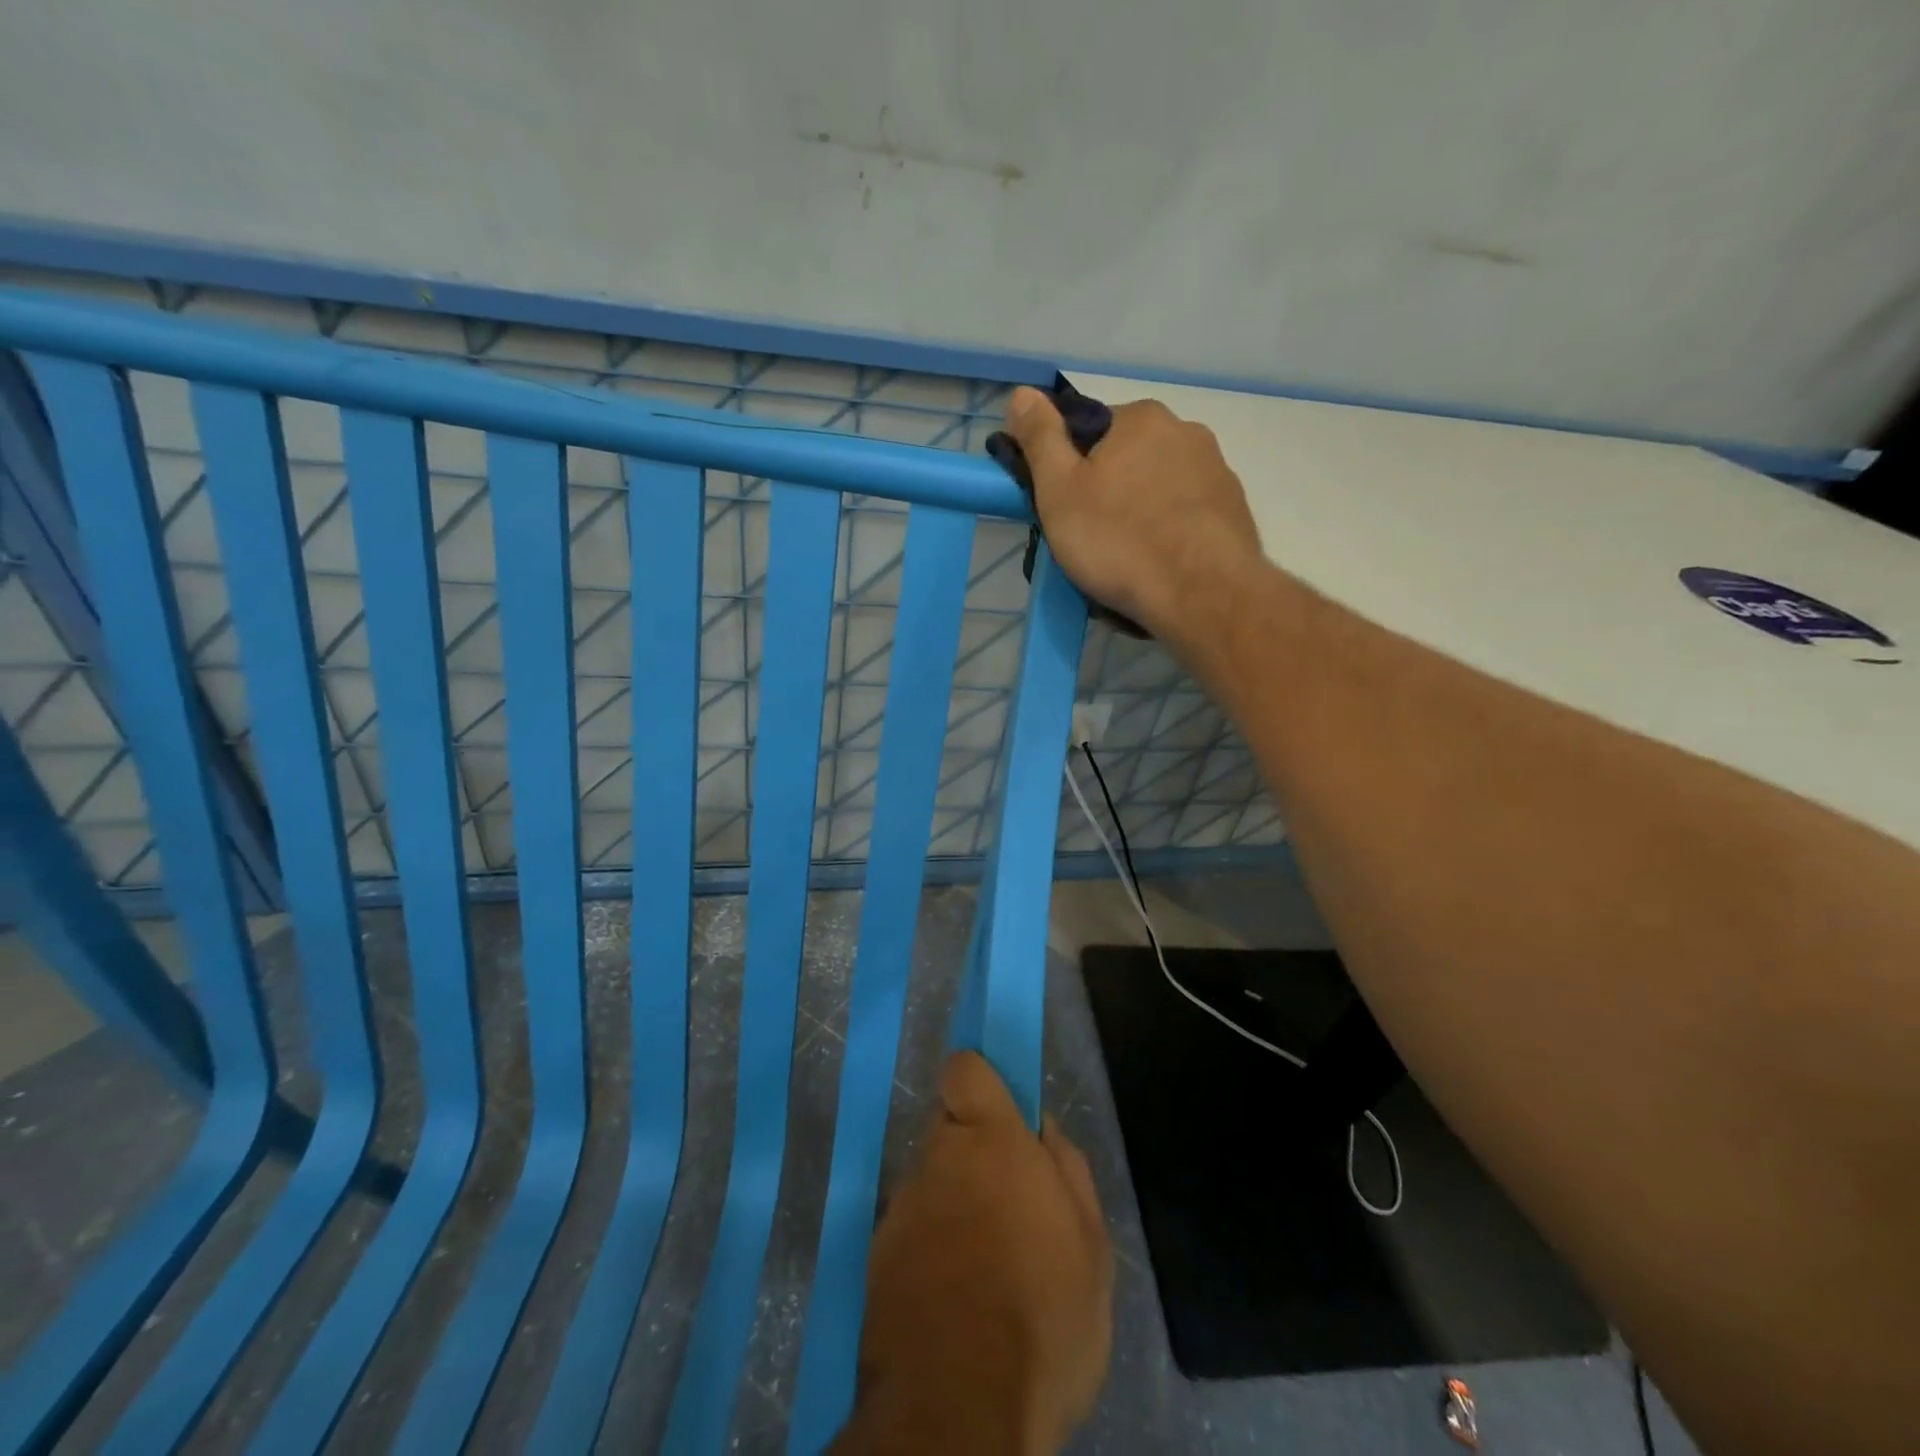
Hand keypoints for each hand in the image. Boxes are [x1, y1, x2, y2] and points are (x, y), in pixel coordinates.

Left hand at [834, 1052, 1112, 1454]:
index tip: (1002, 1113)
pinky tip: (954, 1298)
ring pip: (930, 1182)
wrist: (958, 1412)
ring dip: (952, 1204)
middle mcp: (936, 1159)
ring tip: (985, 1266)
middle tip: (1008, 1206)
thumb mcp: (1091, 1247)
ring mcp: (900, 1209)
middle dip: (973, 1152)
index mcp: (990, 1141)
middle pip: (948, 1129)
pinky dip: (929, 1248)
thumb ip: (1068, 1168)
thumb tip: (1043, 1128)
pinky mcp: (875, 1258)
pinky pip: (910, 1231)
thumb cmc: (1042, 1318)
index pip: (964, 1070)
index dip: (981, 1082)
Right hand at [1002, 386, 1265, 649]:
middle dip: (1109, 490)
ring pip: (1160, 487)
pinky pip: (1188, 516)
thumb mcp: (1059, 491)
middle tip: (1091, 538)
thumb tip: (1022, 393)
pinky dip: (1171, 533)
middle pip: (1130, 458)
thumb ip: (1040, 439)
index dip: (1070, 467)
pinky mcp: (1236, 511)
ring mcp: (1218, 471)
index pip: (1091, 429)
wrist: (1202, 595)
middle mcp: (1186, 431)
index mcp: (1141, 418)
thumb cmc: (1120, 541)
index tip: (1063, 507)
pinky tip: (1161, 566)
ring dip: (1142, 512)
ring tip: (1128, 559)